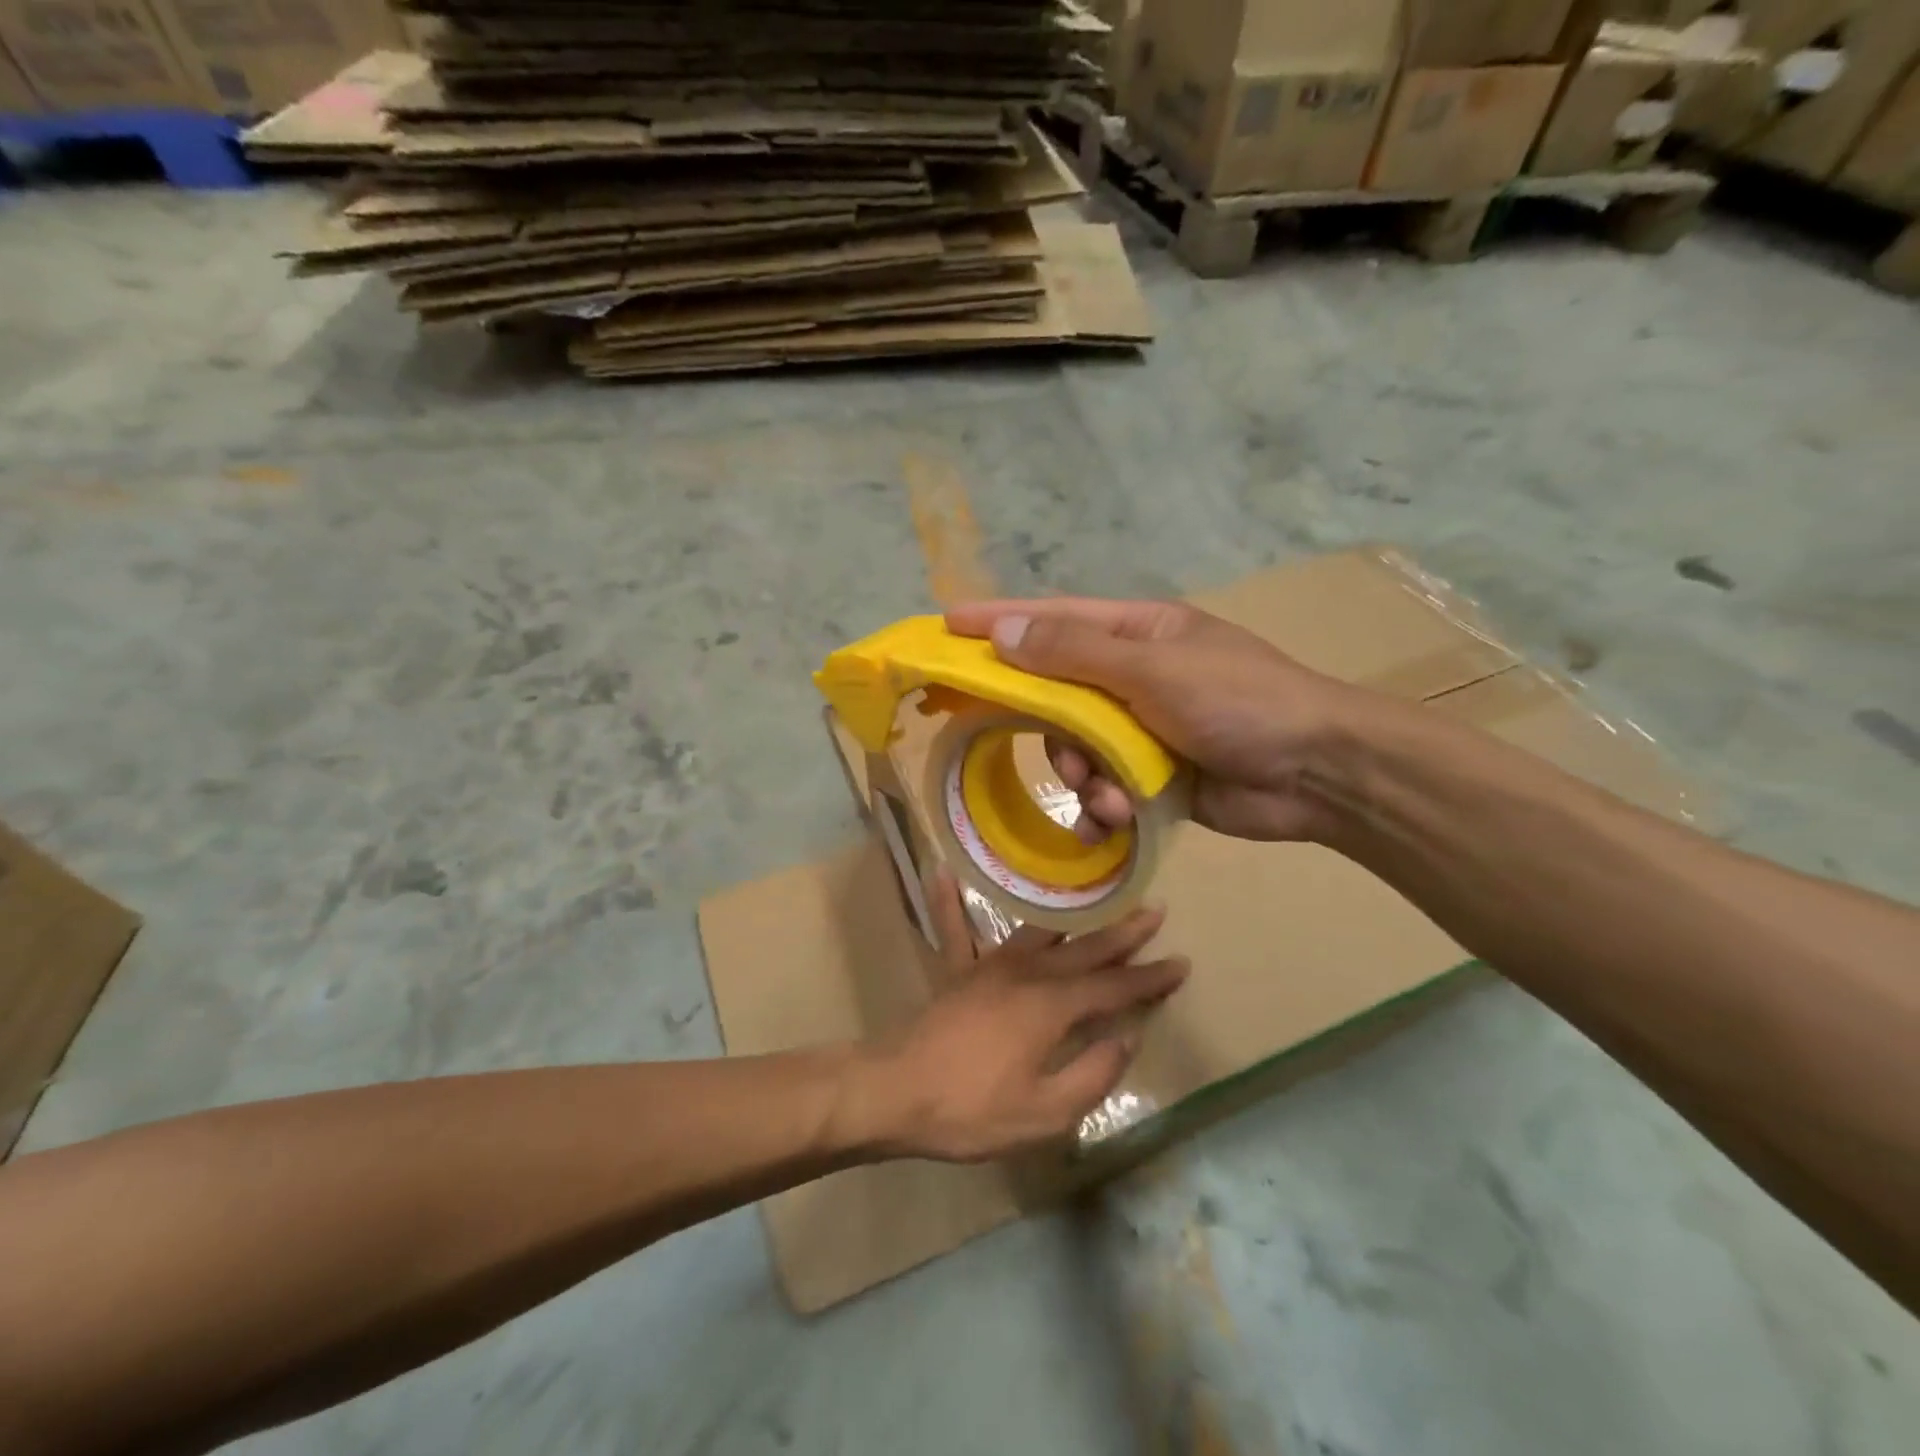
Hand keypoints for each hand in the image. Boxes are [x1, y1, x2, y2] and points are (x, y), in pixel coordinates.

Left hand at [859, 873, 1187, 1161]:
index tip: (1181, 963)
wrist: (895, 1093)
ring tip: (1094, 892)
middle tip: (1155, 909)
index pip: (1113, 988)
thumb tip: (1125, 1039)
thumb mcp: (1044, 1114)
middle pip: (1084, 949)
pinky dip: (948, 902)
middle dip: (1123, 933)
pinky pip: (953, 929)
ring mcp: (987, 966)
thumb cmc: (972, 1110)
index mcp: (1050, 1006)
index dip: (1149, 978)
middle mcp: (1025, 973)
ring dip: (1071, 914)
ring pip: (1038, 931)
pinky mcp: (955, 972)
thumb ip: (1091, 1075)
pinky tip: (940, 870)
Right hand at [945, 597, 1365, 842]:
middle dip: (1054, 733)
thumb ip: (1075, 653)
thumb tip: (1005, 632)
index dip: (999, 621)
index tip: (946, 626)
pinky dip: (1104, 807)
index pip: (1052, 619)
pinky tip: (1118, 820)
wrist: (1317, 772)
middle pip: (1057, 697)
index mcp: (1136, 634)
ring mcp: (1143, 730)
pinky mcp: (1154, 778)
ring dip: (1085, 779)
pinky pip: (1104, 789)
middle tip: (1064, 755)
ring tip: (1113, 798)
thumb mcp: (1152, 669)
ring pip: (1077, 752)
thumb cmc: (1239, 702)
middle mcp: (1133, 677)